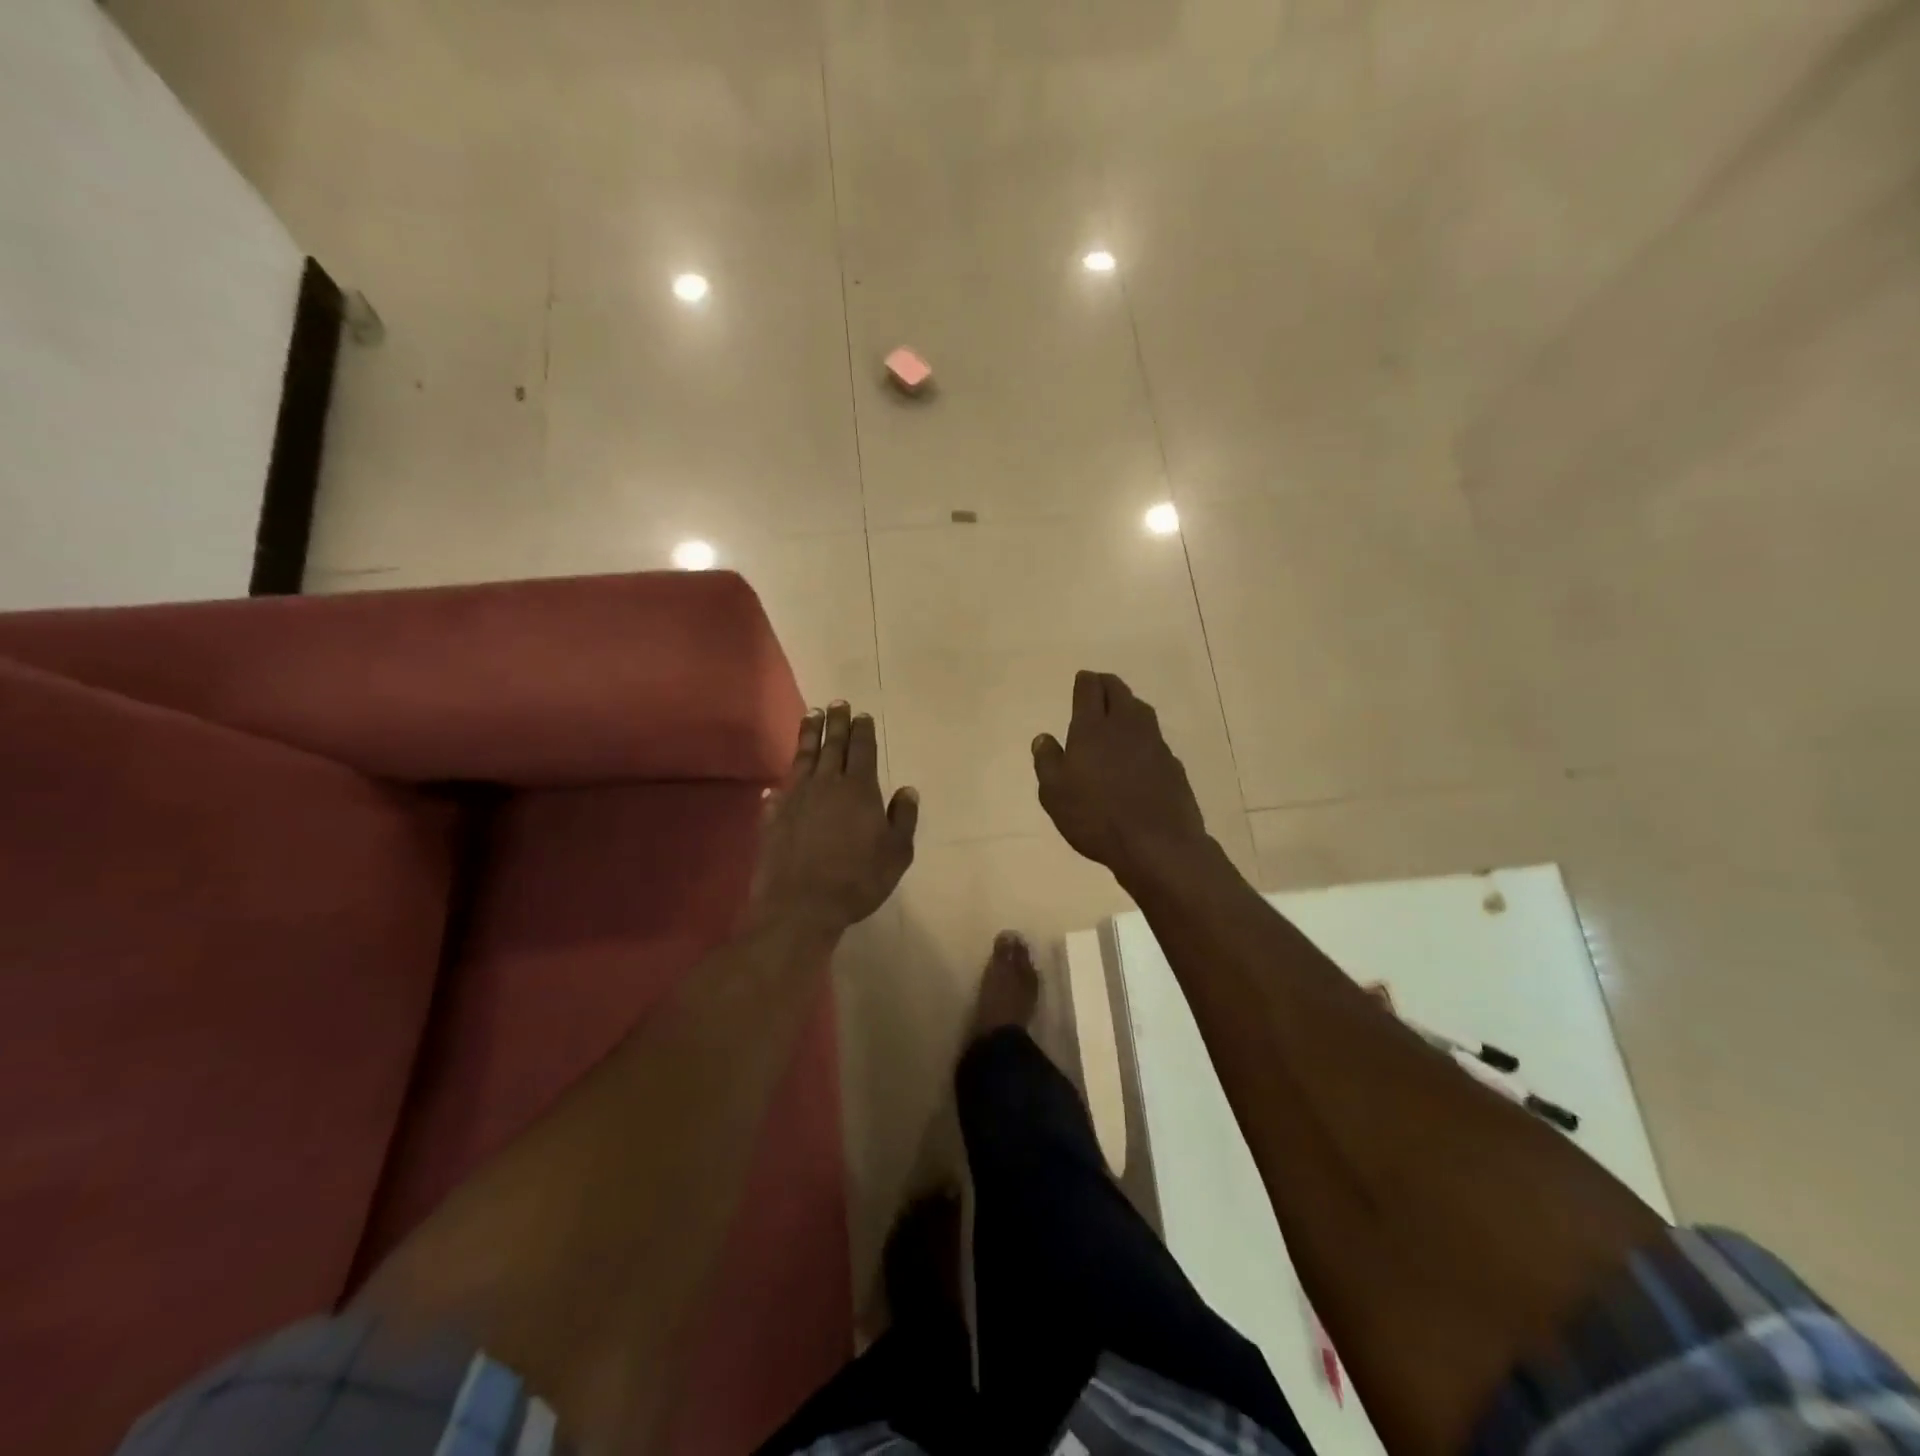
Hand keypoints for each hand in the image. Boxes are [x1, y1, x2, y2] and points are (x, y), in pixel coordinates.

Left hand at [752, 702, 918, 934]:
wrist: (801, 905)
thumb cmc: (858, 879)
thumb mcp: (896, 853)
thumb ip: (903, 818)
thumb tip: (907, 790)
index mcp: (859, 789)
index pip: (862, 750)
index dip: (863, 731)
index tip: (862, 714)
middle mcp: (826, 785)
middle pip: (832, 745)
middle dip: (836, 722)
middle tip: (837, 703)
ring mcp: (796, 799)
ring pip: (804, 758)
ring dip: (808, 735)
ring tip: (810, 716)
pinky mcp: (774, 817)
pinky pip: (778, 792)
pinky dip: (780, 783)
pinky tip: (776, 782)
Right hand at [1032, 671, 1208, 880]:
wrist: (1157, 844)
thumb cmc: (1096, 817)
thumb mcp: (1054, 794)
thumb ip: (1047, 761)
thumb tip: (1043, 738)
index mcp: (1092, 728)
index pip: (1090, 689)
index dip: (1085, 681)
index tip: (1082, 680)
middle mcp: (1125, 726)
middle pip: (1119, 691)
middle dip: (1107, 685)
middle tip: (1098, 687)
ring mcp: (1154, 743)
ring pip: (1141, 711)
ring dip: (1128, 705)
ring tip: (1118, 713)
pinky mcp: (1172, 764)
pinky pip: (1154, 738)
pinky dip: (1142, 736)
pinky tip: (1137, 752)